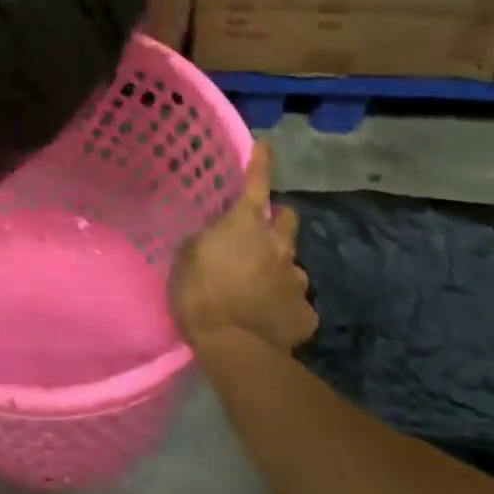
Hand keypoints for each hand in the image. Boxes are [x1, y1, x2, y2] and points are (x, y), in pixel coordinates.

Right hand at [170, 140, 317, 353]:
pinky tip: (268, 319)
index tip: (266, 145)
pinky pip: (296, 304)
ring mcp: (297, 281)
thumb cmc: (200, 293)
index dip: (261, 162)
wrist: (234, 348)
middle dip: (278, 223)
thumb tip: (215, 240)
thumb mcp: (187, 256)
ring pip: (292, 266)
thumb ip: (206, 241)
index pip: (257, 183)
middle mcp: (279, 246)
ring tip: (256, 291)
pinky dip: (284, 307)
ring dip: (277, 270)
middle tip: (259, 237)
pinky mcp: (307, 315)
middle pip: (289, 220)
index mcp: (247, 225)